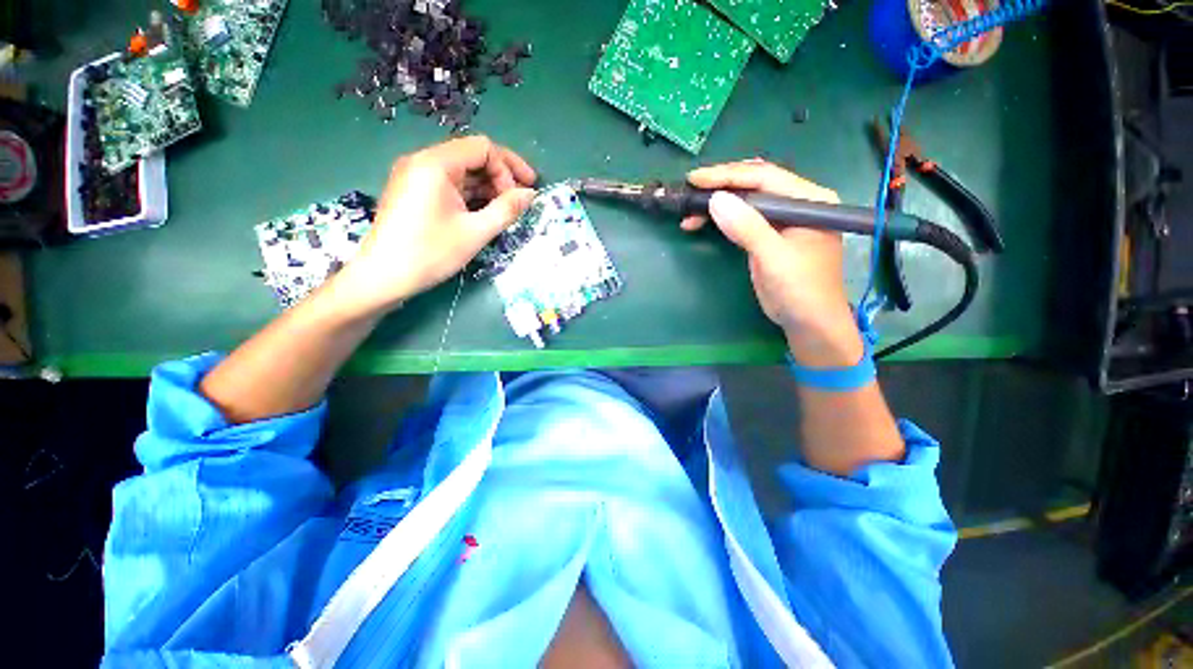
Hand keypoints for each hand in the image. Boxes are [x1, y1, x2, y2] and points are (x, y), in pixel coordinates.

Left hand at [335, 135, 536, 316]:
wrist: (383, 276)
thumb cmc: (431, 253)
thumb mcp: (476, 232)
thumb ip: (507, 210)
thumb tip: (531, 195)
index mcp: (436, 164)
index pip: (483, 148)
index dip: (508, 168)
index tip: (522, 196)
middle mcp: (423, 161)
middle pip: (472, 155)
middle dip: (501, 176)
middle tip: (522, 199)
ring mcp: (416, 176)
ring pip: (462, 171)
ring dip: (488, 187)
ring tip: (507, 209)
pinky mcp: (414, 191)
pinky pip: (450, 184)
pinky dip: (471, 195)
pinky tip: (485, 211)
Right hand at [683, 159, 862, 366]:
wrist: (808, 322)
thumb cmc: (801, 290)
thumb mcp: (774, 258)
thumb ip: (748, 228)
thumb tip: (715, 200)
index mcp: (809, 200)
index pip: (765, 177)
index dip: (728, 176)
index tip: (696, 179)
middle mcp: (797, 203)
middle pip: (754, 185)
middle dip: (720, 187)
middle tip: (689, 192)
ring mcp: (781, 219)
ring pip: (744, 201)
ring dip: (716, 205)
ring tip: (689, 213)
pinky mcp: (768, 235)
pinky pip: (742, 219)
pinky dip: (720, 220)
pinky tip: (701, 223)